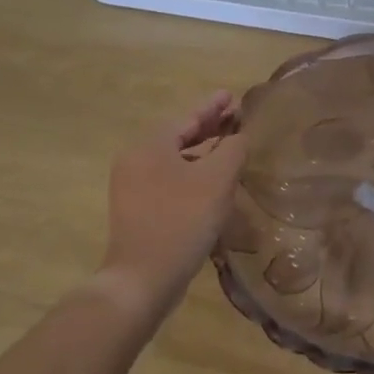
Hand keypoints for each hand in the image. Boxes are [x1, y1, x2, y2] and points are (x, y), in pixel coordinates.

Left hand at [97, 91, 246, 319]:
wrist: (143, 278)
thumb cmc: (182, 221)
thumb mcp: (217, 180)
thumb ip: (233, 149)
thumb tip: (239, 136)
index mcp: (150, 146)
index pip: (187, 116)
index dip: (212, 106)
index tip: (231, 95)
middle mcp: (135, 160)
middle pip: (178, 135)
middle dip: (208, 126)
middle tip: (235, 118)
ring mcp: (133, 186)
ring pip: (174, 158)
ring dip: (202, 150)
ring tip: (229, 147)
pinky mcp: (137, 208)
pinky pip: (169, 178)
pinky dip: (192, 171)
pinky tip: (212, 180)